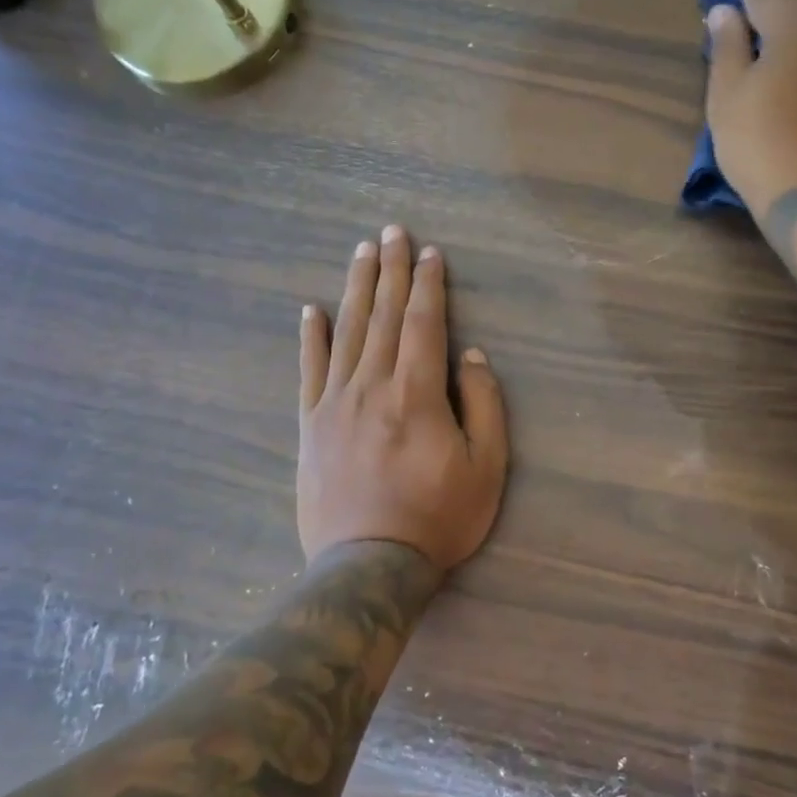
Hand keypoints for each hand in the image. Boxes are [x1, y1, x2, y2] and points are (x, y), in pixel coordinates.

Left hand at [298, 225, 508, 571]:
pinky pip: (310, 370)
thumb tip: (470, 355)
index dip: (428, 284)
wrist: (369, 564)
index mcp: (417, 393)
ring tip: (361, 252)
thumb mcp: (486, 467)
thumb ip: (483, 404)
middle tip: (392, 231)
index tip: (430, 252)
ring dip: (356, 289)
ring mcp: (335, 403)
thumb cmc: (438, 517)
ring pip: (346, 332)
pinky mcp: (311, 425)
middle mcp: (372, 386)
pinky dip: (310, 337)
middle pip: (382, 315)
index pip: (423, 322)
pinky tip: (310, 310)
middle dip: (390, 270)